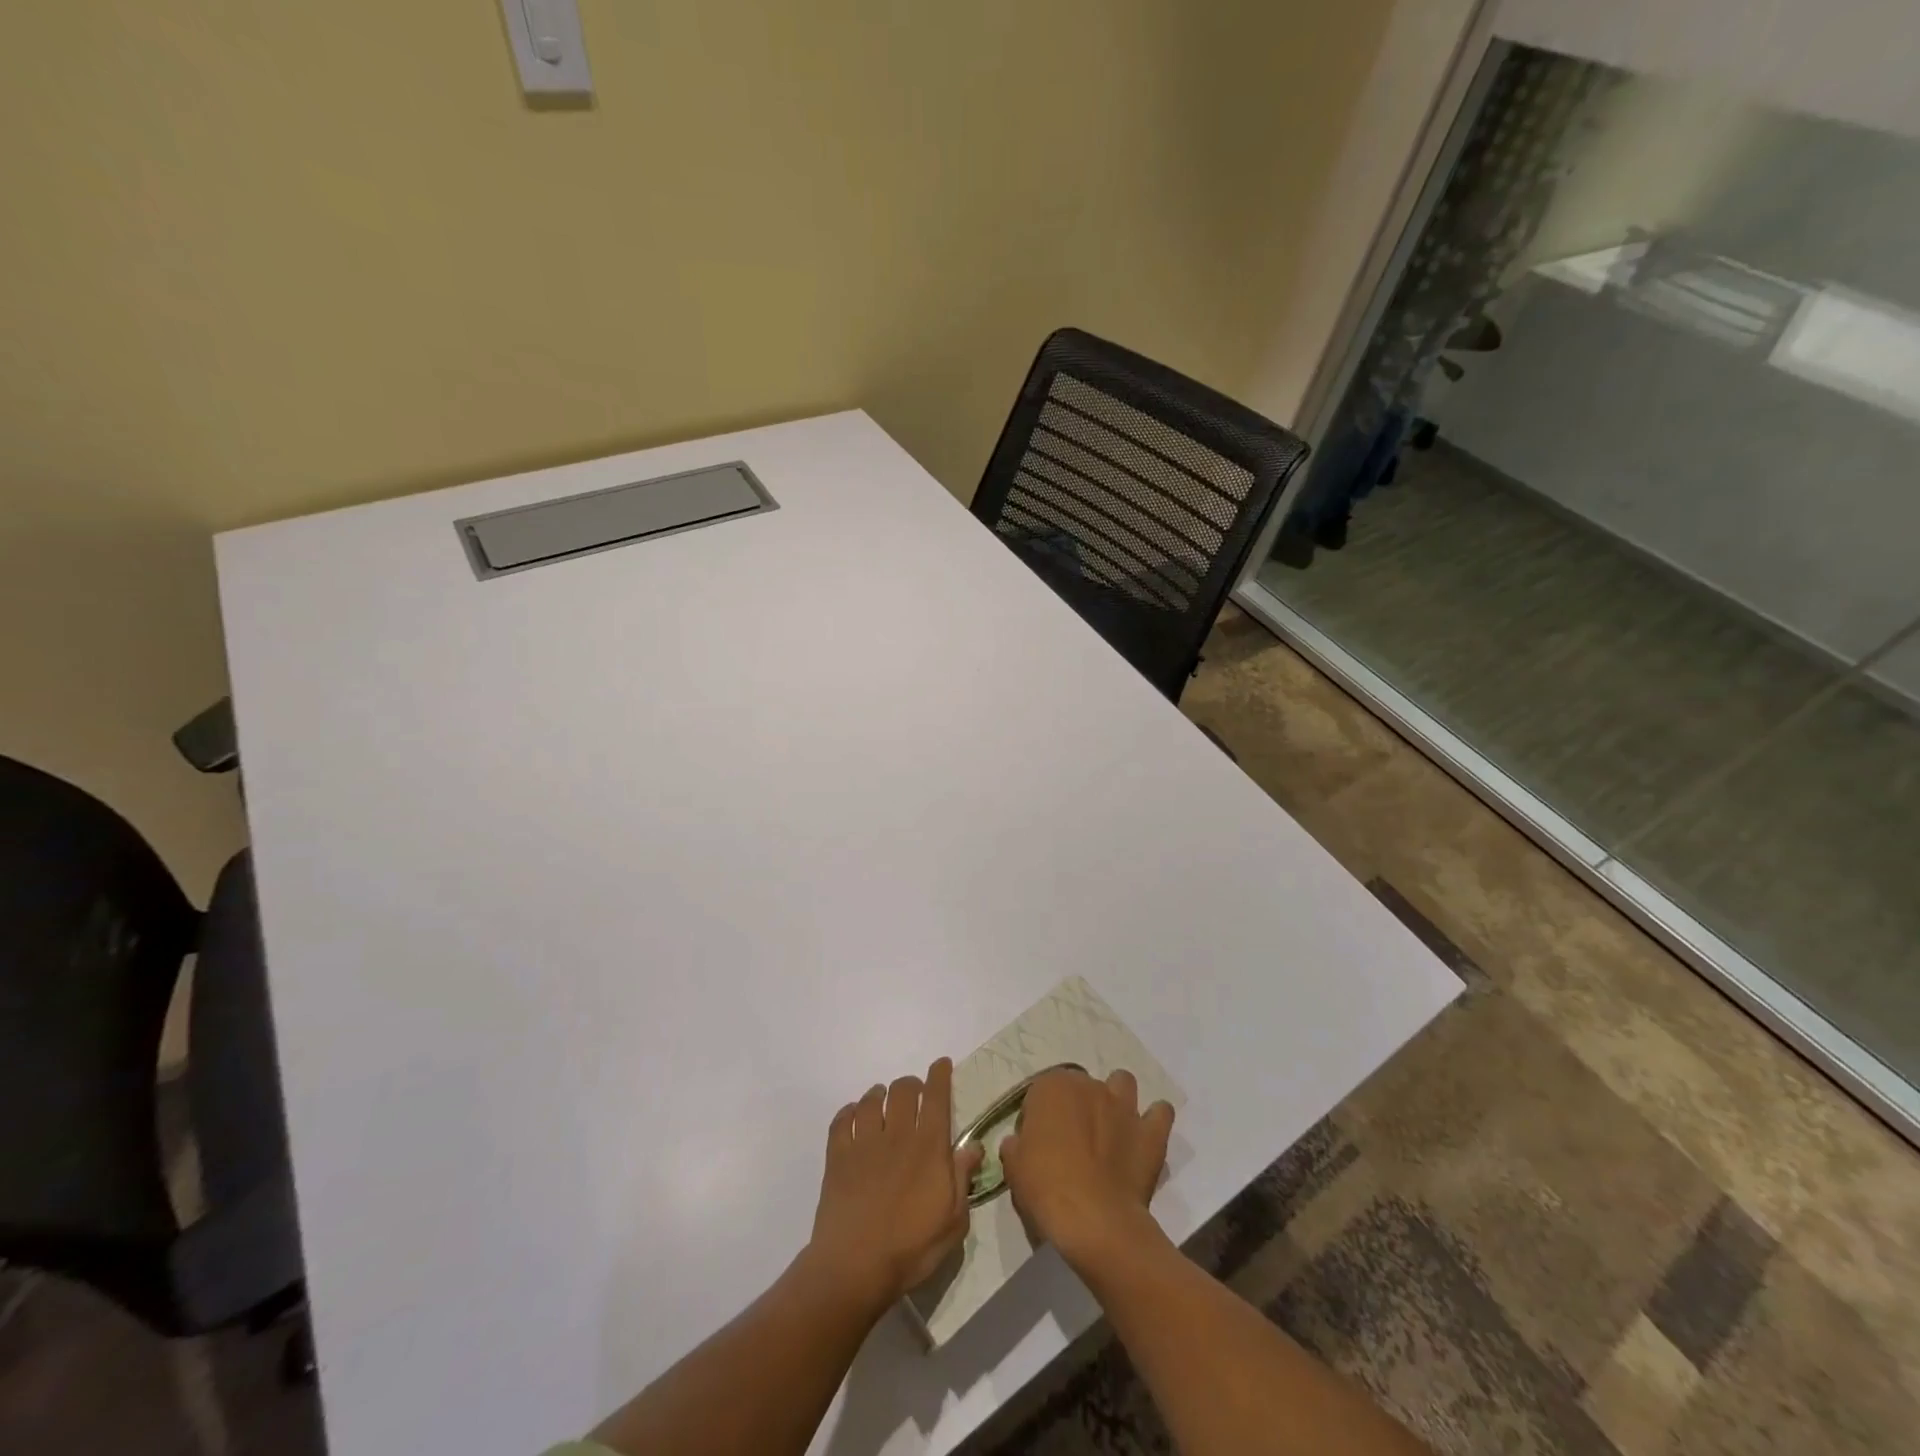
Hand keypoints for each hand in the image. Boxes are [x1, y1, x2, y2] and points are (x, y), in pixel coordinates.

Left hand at [805, 1058, 982, 1312]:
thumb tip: (973, 1146)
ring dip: (879, 1095)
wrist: (854, 1266)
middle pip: (902, 1090)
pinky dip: (849, 1112)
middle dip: (911, 1084)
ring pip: (871, 1100)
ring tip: (881, 1100)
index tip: (941, 1064)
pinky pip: (842, 1120)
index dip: (939, 1076)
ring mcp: (864, 1142)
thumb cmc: (910, 1248)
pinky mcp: (838, 1156)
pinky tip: (853, 1117)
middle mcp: (897, 1134)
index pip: (936, 1097)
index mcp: (928, 1147)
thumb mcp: (953, 1221)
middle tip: (914, 1093)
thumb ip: (963, 1179)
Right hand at [999, 1068, 1173, 1270]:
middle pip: (1081, 1086)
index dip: (1039, 1117)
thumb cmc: (1046, 1189)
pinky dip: (1154, 1119)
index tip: (1038, 1144)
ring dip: (1116, 1099)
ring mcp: (1124, 1106)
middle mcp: (1089, 1085)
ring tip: (1110, 1127)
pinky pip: (1160, 1112)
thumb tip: (1019, 1143)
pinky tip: (1144, 1134)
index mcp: (1052, 1087)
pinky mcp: (1150, 1132)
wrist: (1094, 1221)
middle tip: (1072, 1142)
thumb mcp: (1014, 1169)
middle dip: (1077, 1106)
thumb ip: (1016, 1146)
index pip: (1041, 1092)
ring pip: (1122, 1083)